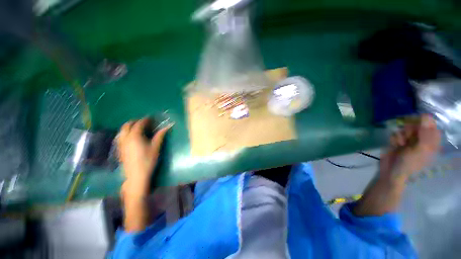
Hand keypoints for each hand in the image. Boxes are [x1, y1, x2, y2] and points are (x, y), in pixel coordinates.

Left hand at [117, 118, 171, 197]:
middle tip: (144, 123)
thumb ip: (160, 135)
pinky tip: (131, 138)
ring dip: (129, 127)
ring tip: (137, 129)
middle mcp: (125, 138)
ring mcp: (121, 144)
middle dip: (135, 122)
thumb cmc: (148, 160)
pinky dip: (125, 133)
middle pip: (127, 125)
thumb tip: (167, 127)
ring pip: (121, 131)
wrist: (136, 175)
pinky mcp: (120, 149)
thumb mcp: (156, 147)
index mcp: (135, 136)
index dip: (145, 120)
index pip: (139, 124)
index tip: (151, 118)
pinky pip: (120, 137)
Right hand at [379, 114, 440, 183]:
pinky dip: (395, 138)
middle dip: (411, 129)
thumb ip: (424, 133)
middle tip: (409, 137)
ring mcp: (409, 140)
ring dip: (402, 134)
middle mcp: (421, 139)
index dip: (424, 123)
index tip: (417, 124)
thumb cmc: (410, 163)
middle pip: (417, 125)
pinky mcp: (397, 141)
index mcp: (431, 142)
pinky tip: (395, 145)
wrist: (392, 171)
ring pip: (405, 128)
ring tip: (401, 144)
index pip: (431, 125)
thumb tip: (426, 115)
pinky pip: (396, 133)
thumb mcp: (420, 149)